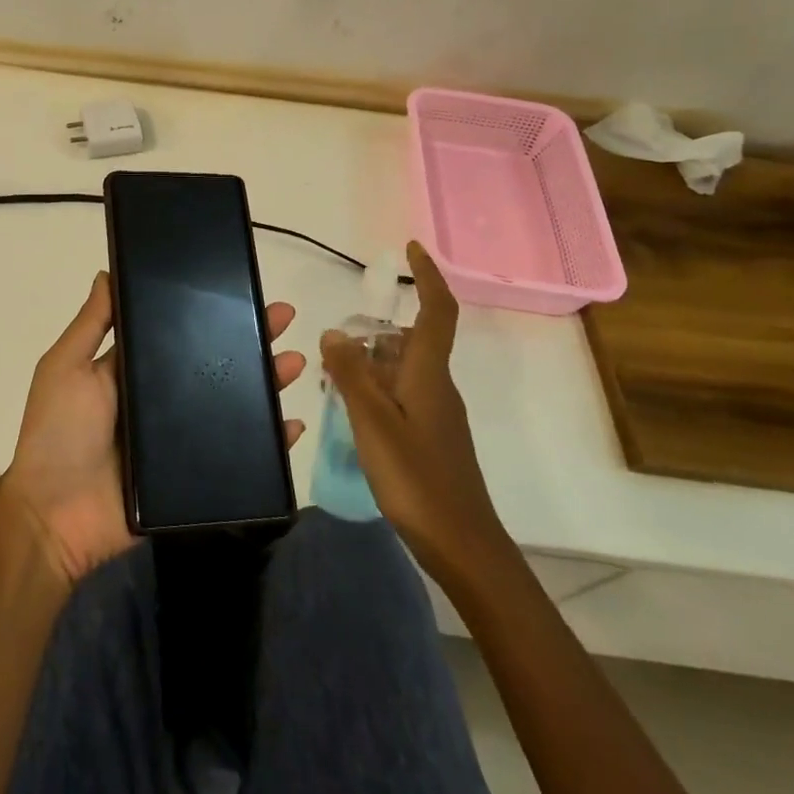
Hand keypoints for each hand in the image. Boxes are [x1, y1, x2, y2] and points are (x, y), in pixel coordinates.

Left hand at [2, 272, 306, 587]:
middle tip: (283, 317)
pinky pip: (239, 455)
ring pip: (234, 404)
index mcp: (134, 370)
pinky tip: (292, 425)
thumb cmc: (58, 432)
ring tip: (294, 362)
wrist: (55, 517)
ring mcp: (181, 439)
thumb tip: (108, 270)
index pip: (180, 333)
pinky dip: (268, 443)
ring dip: (266, 383)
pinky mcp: (195, 476)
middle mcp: (162, 399)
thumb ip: (91, 323)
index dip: (209, 312)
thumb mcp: (66, 366)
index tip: (239, 289)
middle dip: (250, 339)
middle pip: (215, 364)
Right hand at [320, 241, 509, 588]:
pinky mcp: (430, 437)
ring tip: (331, 378)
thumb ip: (352, 374)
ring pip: (401, 370)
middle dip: (375, 332)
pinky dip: (375, 390)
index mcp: (428, 374)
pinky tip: (350, 412)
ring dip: (369, 365)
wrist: (463, 546)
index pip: (437, 310)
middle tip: (334, 346)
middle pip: (411, 340)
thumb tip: (335, 332)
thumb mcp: (373, 422)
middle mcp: (437, 386)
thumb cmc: (417, 479)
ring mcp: (436, 414)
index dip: (428, 275)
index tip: (411, 248)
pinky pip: (400, 395)